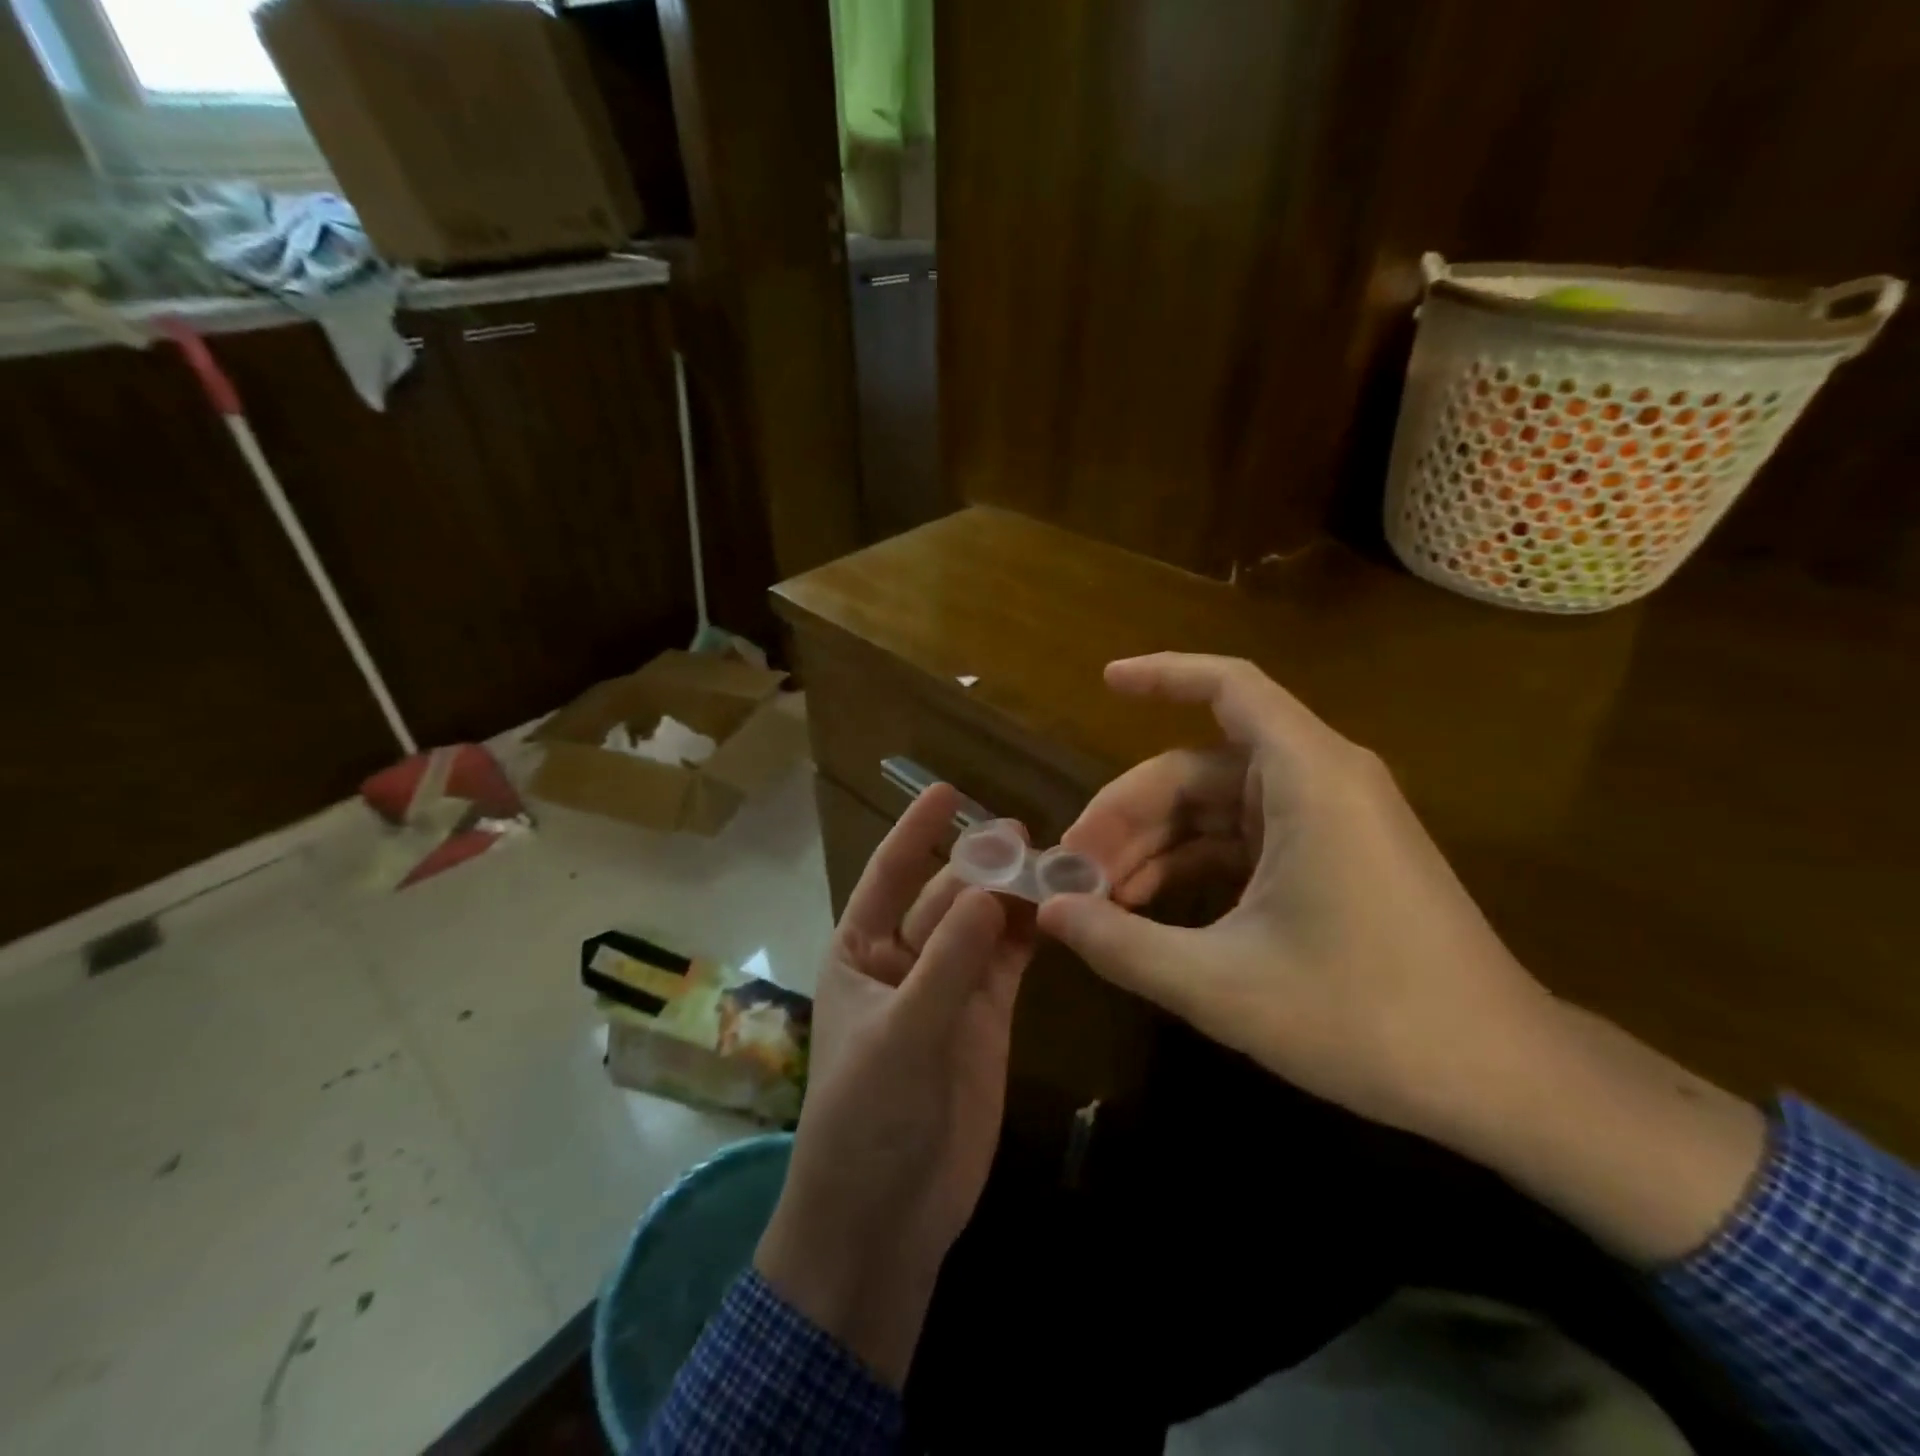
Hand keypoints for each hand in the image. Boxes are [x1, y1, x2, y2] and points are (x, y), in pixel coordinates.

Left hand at [755, 783, 1033, 1386]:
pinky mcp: (987, 1019)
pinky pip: (1008, 963)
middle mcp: (903, 960)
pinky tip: (1058, 911)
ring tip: (1052, 863)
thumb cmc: (865, 1118)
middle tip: (1023, 834)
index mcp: (859, 952)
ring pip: (982, 926)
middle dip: (979, 865)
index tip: (947, 790)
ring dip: (1011, 896)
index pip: (888, 876)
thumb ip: (946, 964)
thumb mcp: (900, 1035)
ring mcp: (949, 989)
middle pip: (945, 897)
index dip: (915, 832)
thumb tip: (987, 892)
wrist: (884, 1219)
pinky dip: (1030, 936)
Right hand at [1041, 653, 1765, 1264]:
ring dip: (1154, 846)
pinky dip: (1193, 865)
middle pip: (1198, 768)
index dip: (1162, 675)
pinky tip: (1149, 911)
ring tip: (1099, 900)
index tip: (1103, 682)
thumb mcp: (1222, 985)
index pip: (1229, 688)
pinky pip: (1243, 840)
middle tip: (1072, 871)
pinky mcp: (1334, 857)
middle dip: (1128, 814)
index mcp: (1307, 779)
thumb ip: (1123, 943)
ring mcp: (1329, 821)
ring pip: (1216, 808)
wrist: (1502, 1081)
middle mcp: (1321, 781)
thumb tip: (1047, 913)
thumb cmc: (1366, 1018)